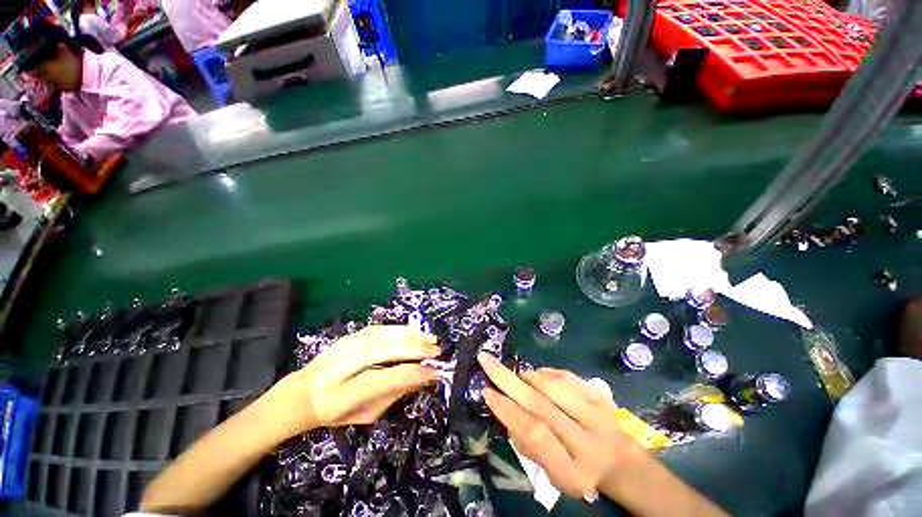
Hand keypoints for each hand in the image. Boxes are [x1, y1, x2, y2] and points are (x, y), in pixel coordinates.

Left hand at [271, 325, 439, 434]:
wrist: (301, 394)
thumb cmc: (335, 412)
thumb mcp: (365, 415)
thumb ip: (393, 394)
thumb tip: (422, 377)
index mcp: (338, 398)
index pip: (378, 381)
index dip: (408, 374)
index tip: (432, 371)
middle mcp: (336, 369)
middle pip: (377, 352)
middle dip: (411, 349)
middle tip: (435, 350)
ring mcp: (340, 349)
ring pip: (377, 336)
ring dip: (407, 335)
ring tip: (429, 338)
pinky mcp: (346, 337)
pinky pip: (375, 329)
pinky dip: (397, 328)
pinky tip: (412, 330)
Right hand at [478, 354, 645, 499]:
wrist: (621, 463)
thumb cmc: (578, 471)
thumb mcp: (552, 473)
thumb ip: (528, 444)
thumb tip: (506, 406)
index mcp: (571, 471)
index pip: (534, 434)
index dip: (507, 410)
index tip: (486, 392)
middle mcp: (587, 443)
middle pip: (541, 406)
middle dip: (508, 380)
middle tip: (487, 361)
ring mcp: (599, 417)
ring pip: (554, 387)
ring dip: (529, 376)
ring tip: (516, 374)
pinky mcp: (603, 398)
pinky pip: (569, 377)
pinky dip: (548, 371)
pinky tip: (537, 374)